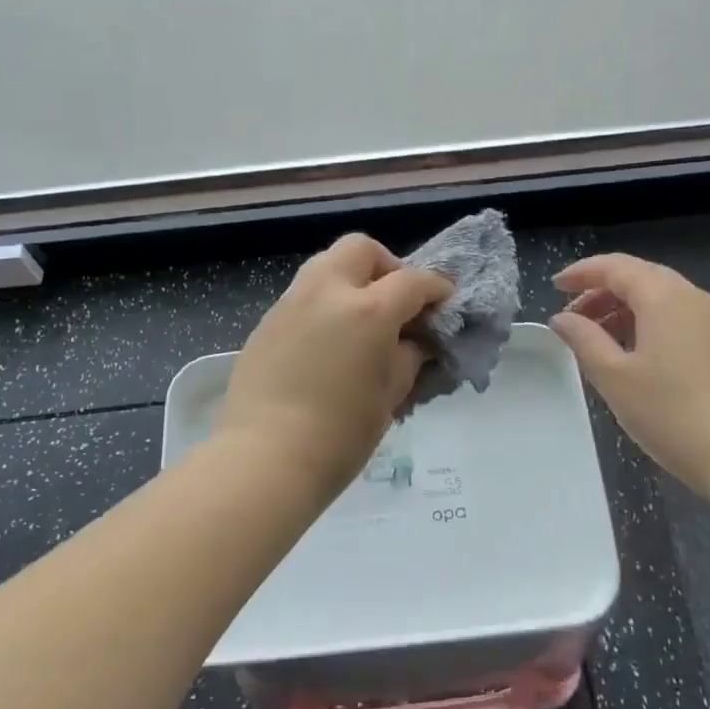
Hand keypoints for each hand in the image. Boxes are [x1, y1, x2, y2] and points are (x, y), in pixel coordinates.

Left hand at [217, 235, 452, 497]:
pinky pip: (303, 294)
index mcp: (368, 310)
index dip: (436, 288)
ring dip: (351, 278)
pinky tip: (328, 341)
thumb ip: (408, 357)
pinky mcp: (267, 322)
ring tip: (361, 317)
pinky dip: (324, 302)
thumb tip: (414, 341)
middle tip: (396, 301)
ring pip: (326, 264)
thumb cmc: (339, 435)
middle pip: (361, 249)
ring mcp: (291, 302)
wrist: (264, 459)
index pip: (413, 281)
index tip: (445, 301)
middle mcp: (328, 292)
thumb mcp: (389, 396)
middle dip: (386, 265)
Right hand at [549, 254, 709, 493]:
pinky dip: (650, 324)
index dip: (582, 273)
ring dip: (626, 310)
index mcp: (665, 297)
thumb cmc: (675, 415)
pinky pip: (680, 318)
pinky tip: (637, 357)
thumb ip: (584, 341)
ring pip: (662, 299)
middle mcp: (694, 297)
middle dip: (602, 291)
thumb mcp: (615, 378)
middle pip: (641, 278)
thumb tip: (562, 318)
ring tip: (599, 340)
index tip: (555, 287)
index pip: (616, 267)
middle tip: (573, 318)